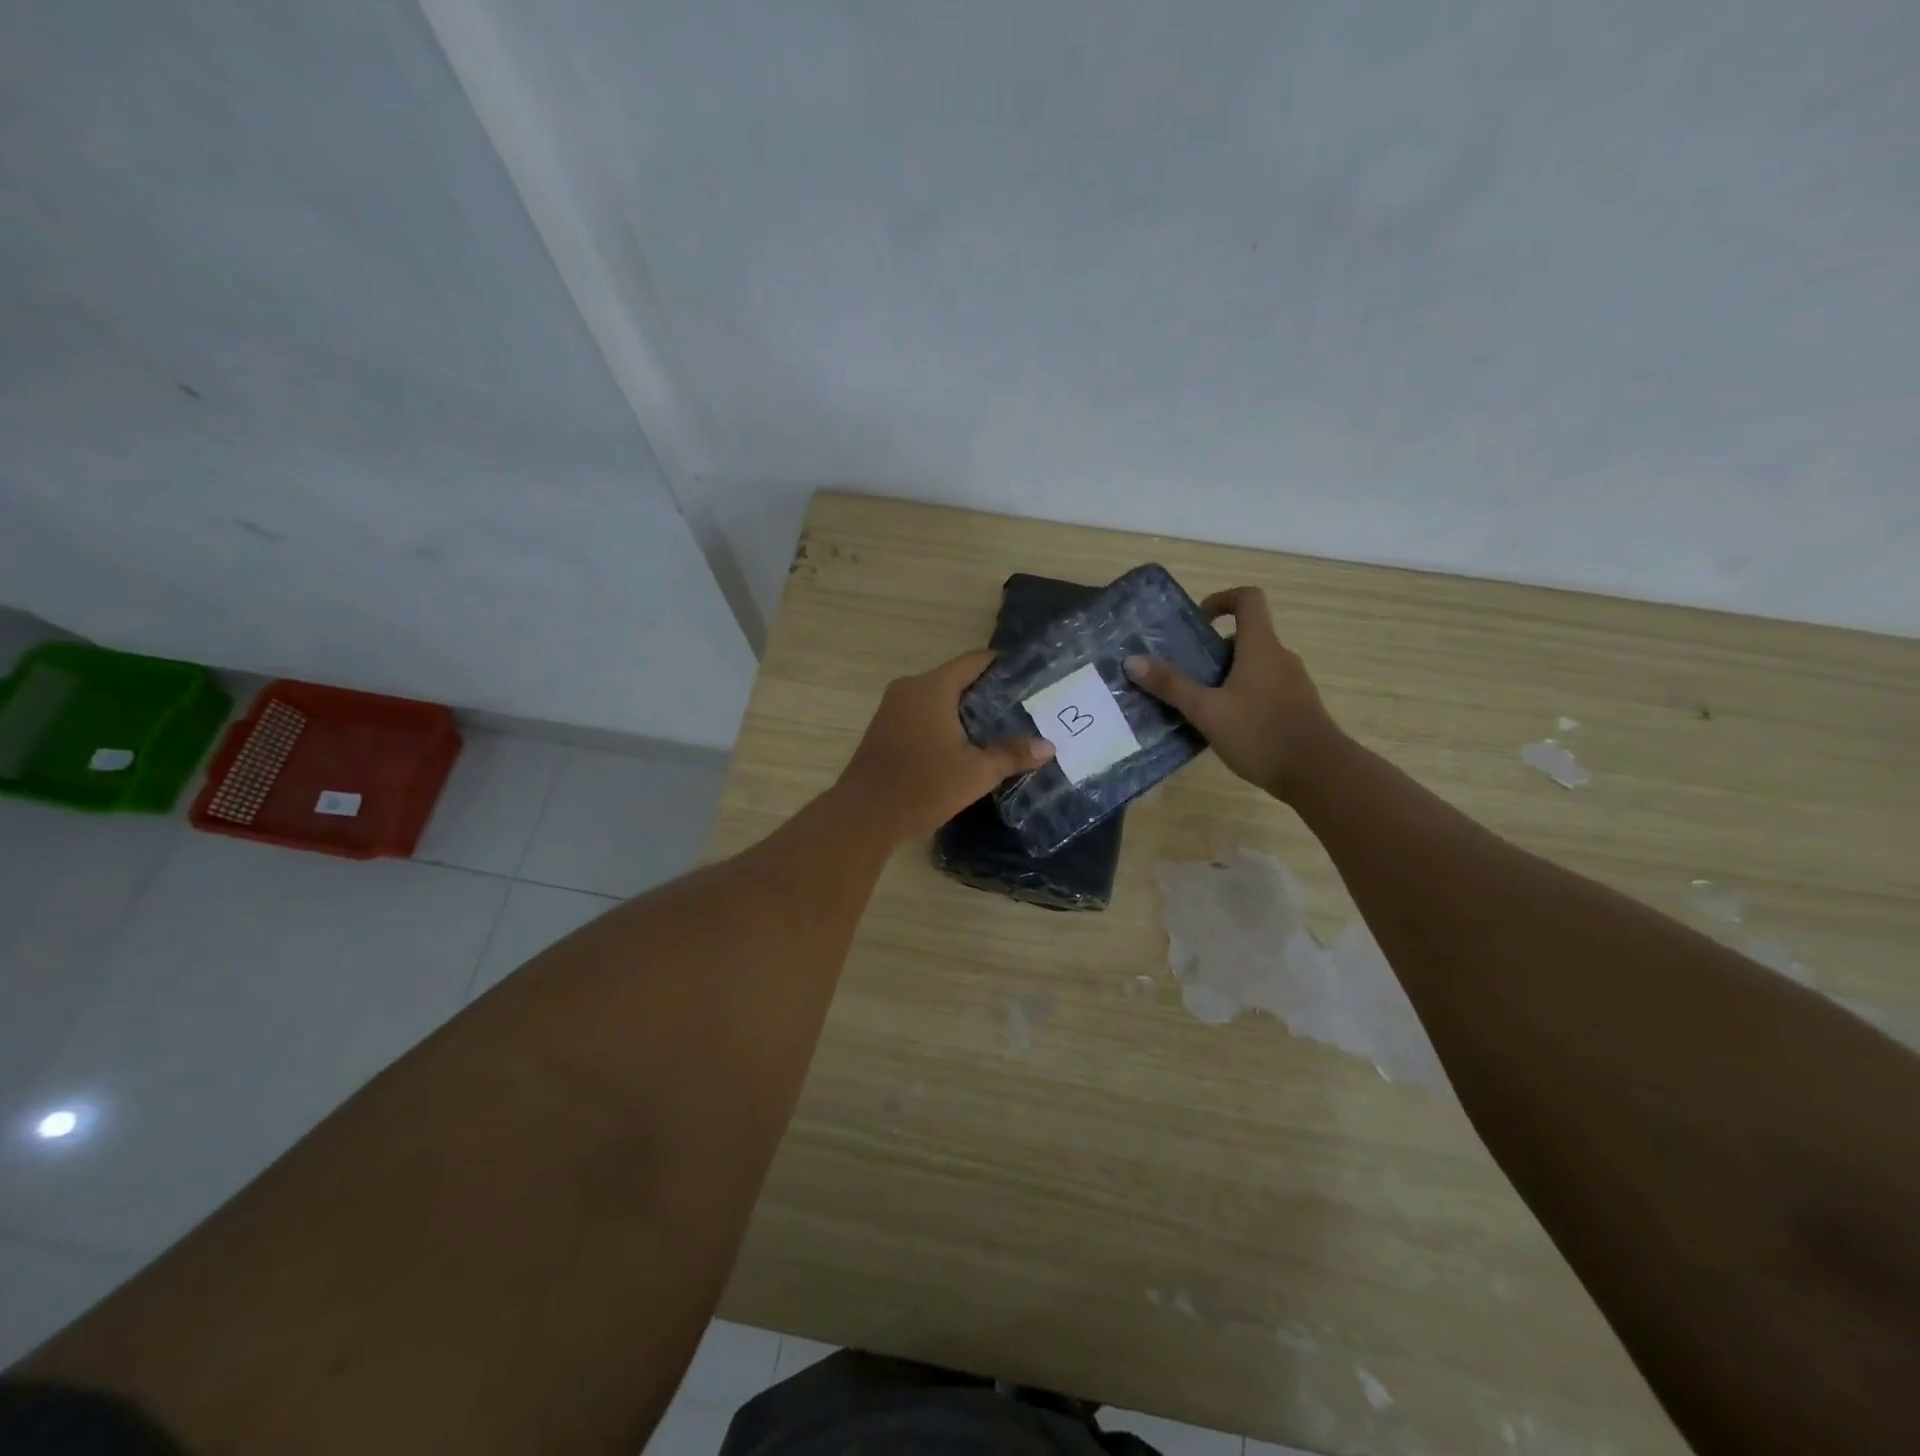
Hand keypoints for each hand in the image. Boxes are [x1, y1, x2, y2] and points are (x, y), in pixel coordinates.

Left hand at [836, 649, 1054, 841]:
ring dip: (965, 711)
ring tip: (998, 728)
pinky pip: (922, 713)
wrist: (864, 815)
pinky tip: (963, 745)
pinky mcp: (884, 728)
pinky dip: (944, 722)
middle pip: (956, 678)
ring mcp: (892, 707)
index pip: (974, 661)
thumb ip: (1012, 755)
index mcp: (932, 687)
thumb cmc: (923, 786)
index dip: (1002, 665)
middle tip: (1020, 708)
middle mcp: (910, 688)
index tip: (1028, 678)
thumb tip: (1048, 747)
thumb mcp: (976, 772)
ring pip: (938, 698)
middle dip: (988, 692)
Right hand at [1124, 587, 1341, 801]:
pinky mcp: (1296, 708)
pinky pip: (1264, 689)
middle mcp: (1280, 658)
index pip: (1248, 600)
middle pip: (1245, 637)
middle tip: (1184, 673)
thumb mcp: (1207, 711)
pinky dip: (1241, 696)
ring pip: (1254, 666)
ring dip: (1225, 676)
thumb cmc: (1261, 733)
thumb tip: (1132, 661)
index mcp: (1261, 647)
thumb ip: (1171, 685)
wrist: (1319, 773)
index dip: (1222, 600)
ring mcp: (1292, 684)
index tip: (1197, 621)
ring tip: (1197, 703)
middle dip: (1212, 650)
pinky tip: (1223, 725)